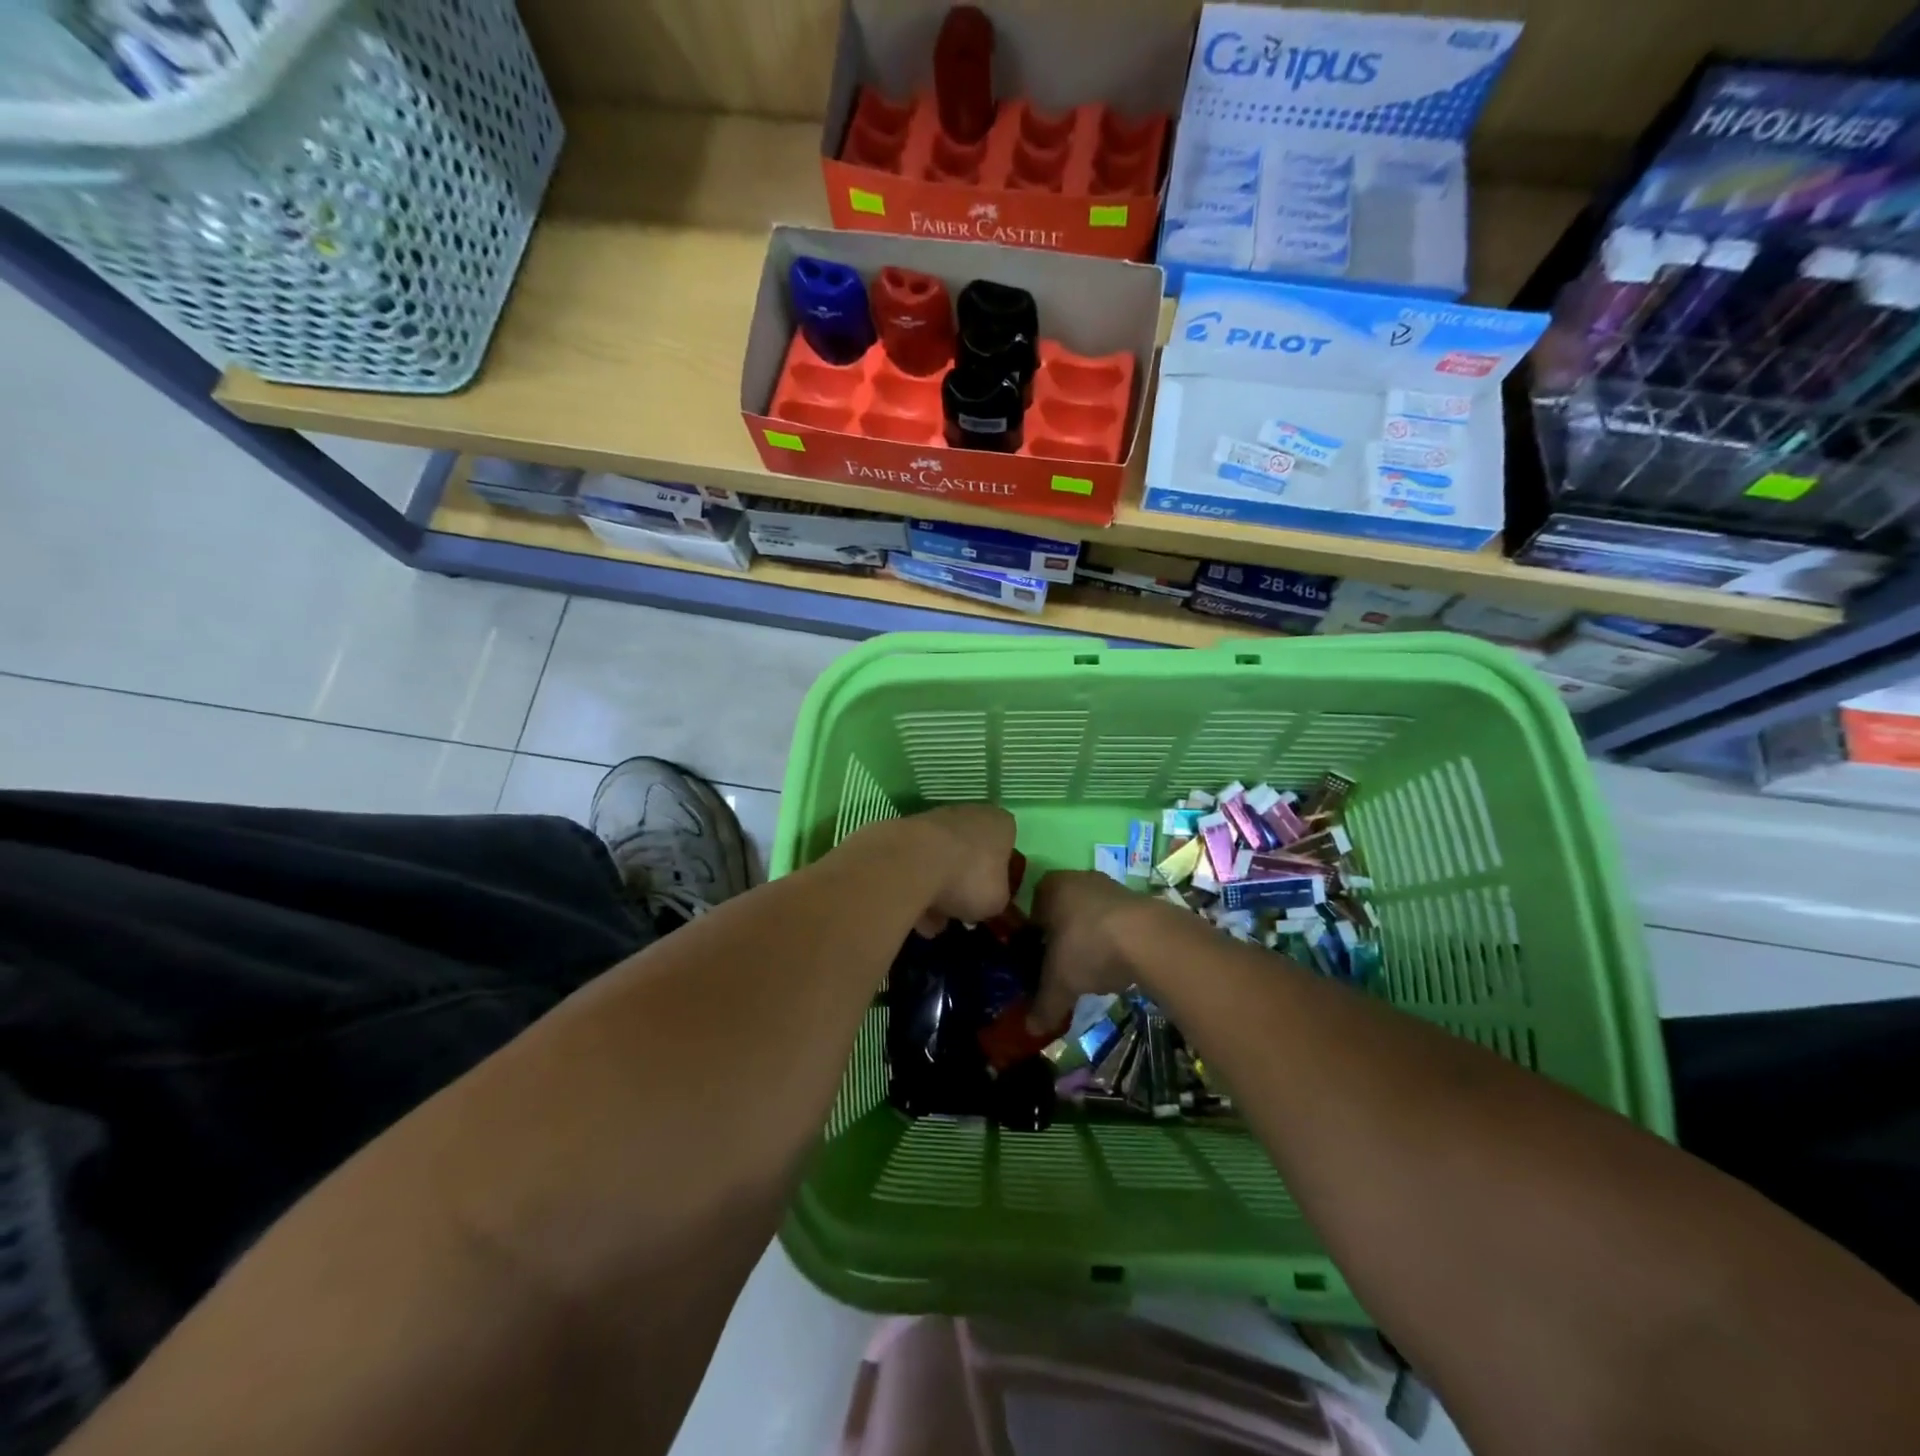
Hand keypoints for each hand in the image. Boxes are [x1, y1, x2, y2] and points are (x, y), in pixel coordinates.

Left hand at [903, 804, 1017, 935]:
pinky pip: (915, 867)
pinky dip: (914, 889)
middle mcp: (968, 814)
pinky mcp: (903, 832)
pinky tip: (912, 916)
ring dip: (936, 891)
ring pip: (939, 861)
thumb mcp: (997, 901)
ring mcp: (933, 820)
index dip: (999, 873)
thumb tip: (984, 900)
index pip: (1006, 844)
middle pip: (970, 853)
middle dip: (963, 883)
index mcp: (999, 823)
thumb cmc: (969, 878)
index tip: (990, 895)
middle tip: (960, 910)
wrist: (912, 862)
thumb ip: (996, 898)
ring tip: (931, 923)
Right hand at [1027, 870, 1157, 1028]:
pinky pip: (1115, 920)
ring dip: (1089, 937)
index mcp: (1050, 887)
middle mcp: (1077, 878)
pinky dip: (1113, 939)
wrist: (1149, 938)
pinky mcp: (1138, 898)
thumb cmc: (1089, 947)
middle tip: (1061, 965)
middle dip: (1061, 936)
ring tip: (1091, 969)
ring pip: (1090, 914)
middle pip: (1062, 911)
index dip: (1032, 936)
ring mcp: (1110, 886)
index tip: (1036, 960)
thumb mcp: (1059, 983)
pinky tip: (1117, 963)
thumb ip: (1043, 1004)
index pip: (1031, 910)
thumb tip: (1031, 1029)